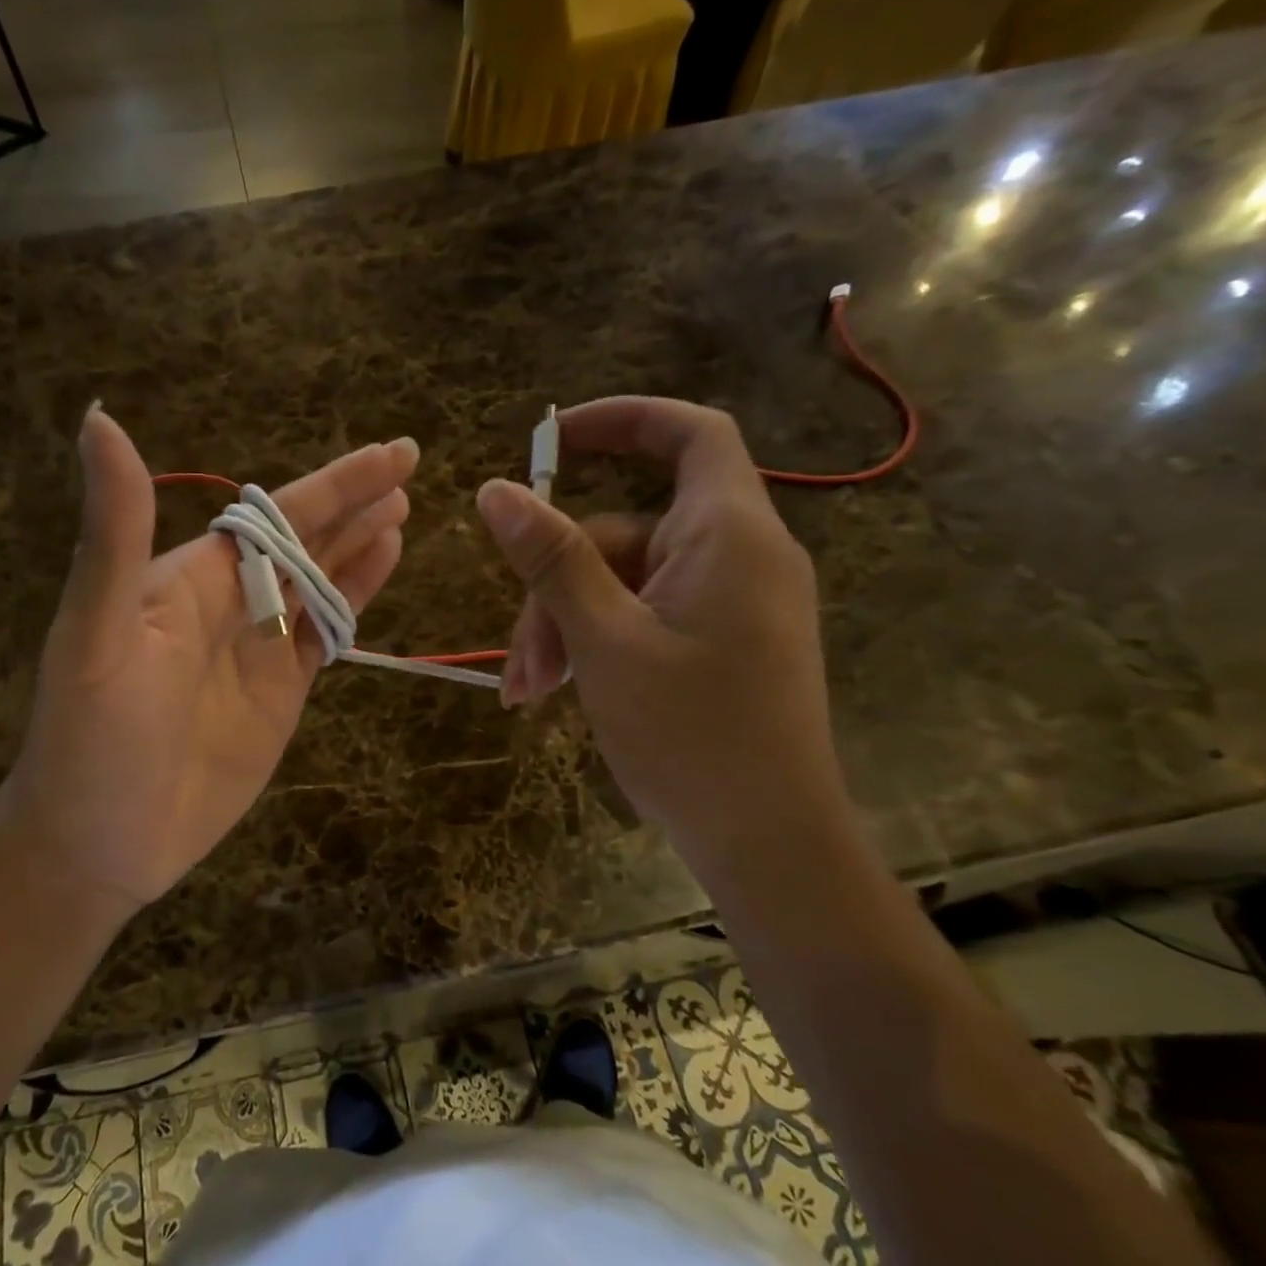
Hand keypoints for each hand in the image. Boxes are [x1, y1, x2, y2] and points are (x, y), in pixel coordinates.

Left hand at [7, 405, 416, 913]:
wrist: (98, 845)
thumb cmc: (91, 739)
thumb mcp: (98, 631)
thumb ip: (115, 532)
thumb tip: (98, 418)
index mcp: (192, 578)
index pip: (274, 515)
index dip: (334, 484)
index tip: (391, 454)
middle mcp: (230, 602)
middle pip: (305, 539)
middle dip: (355, 502)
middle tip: (409, 464)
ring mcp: (258, 648)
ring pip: (320, 581)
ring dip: (359, 543)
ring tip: (402, 509)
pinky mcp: (280, 692)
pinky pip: (325, 634)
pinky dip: (355, 598)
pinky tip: (382, 567)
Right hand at [474, 397, 851, 868]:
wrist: (769, 844)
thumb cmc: (690, 734)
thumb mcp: (603, 639)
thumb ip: (551, 558)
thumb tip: (496, 490)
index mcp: (728, 535)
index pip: (691, 434)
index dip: (623, 420)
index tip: (552, 440)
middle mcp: (739, 556)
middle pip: (627, 531)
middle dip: (560, 582)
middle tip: (520, 654)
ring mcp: (732, 602)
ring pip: (625, 583)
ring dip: (568, 626)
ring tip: (530, 691)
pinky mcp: (722, 642)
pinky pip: (647, 615)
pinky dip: (600, 643)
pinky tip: (561, 692)